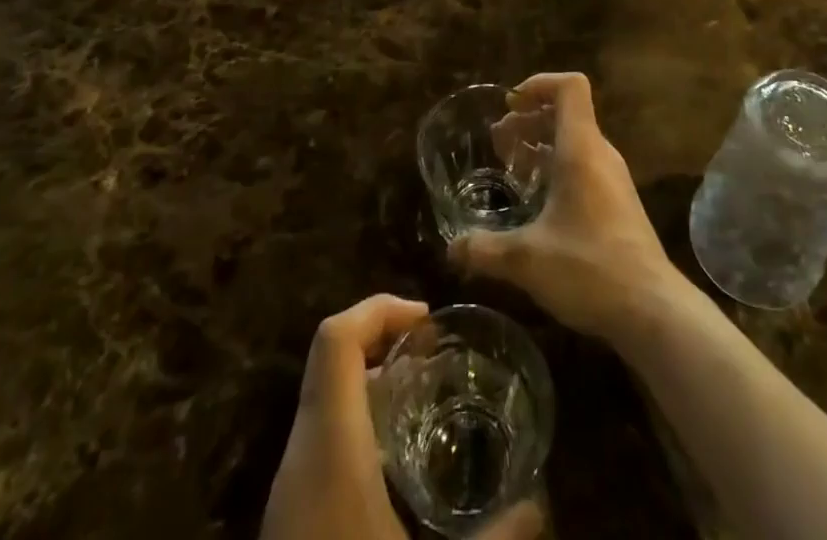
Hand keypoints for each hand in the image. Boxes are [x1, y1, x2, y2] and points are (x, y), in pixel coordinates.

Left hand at [261, 294, 543, 539]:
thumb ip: (499, 539)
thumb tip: (539, 503)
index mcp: (328, 451)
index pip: (334, 339)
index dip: (378, 309)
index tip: (426, 321)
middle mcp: (298, 459)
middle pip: (328, 361)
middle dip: (381, 341)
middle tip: (434, 357)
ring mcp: (287, 494)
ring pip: (322, 402)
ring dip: (369, 384)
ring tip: (424, 401)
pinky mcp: (288, 523)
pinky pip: (319, 443)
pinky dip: (358, 426)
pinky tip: (397, 468)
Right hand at [448, 73, 682, 342]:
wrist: (653, 311)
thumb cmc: (589, 269)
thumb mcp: (527, 260)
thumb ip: (485, 249)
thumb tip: (450, 249)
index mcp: (581, 149)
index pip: (569, 86)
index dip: (539, 84)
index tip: (510, 105)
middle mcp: (600, 154)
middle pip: (568, 112)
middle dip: (530, 118)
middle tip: (498, 140)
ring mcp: (613, 179)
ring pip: (575, 140)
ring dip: (542, 143)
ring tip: (511, 166)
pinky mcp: (618, 204)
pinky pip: (584, 165)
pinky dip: (557, 167)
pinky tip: (538, 200)